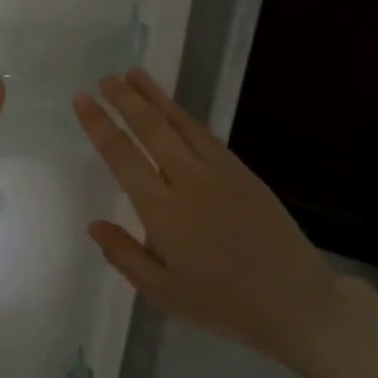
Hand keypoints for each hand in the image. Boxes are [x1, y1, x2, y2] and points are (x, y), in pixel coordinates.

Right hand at [73, 68, 340, 363]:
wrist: (295, 301)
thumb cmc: (222, 303)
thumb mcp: (162, 291)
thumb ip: (124, 255)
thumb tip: (94, 224)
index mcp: (162, 210)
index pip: (122, 156)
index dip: (99, 125)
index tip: (82, 99)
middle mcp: (188, 181)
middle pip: (152, 129)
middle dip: (125, 100)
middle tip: (106, 78)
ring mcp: (220, 172)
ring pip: (181, 123)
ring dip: (155, 97)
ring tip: (134, 74)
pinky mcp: (243, 172)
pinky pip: (206, 135)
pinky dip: (184, 116)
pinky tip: (174, 109)